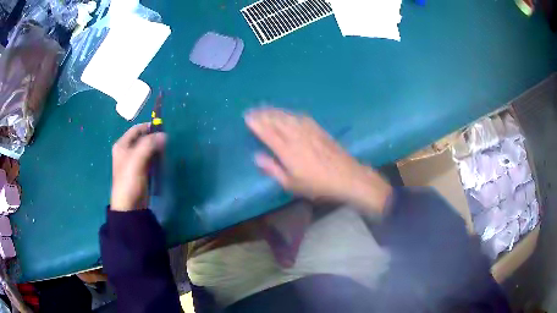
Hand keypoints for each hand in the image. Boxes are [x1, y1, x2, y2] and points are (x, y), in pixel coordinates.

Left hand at [110, 123, 165, 210]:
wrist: (129, 205)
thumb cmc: (129, 180)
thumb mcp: (137, 159)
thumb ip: (149, 144)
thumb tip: (163, 135)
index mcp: (122, 145)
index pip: (136, 129)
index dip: (149, 127)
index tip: (163, 129)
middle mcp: (127, 151)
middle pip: (142, 138)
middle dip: (154, 138)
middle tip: (166, 142)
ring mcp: (133, 162)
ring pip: (147, 149)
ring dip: (156, 149)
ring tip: (166, 150)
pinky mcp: (140, 171)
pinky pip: (149, 159)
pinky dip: (156, 158)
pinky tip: (162, 160)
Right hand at [245, 108, 391, 211]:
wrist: (346, 176)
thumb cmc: (317, 185)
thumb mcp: (291, 184)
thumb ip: (273, 169)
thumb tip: (257, 156)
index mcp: (287, 150)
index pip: (267, 132)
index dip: (256, 124)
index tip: (247, 117)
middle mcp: (296, 136)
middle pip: (276, 121)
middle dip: (263, 114)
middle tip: (253, 111)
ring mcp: (309, 131)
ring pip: (288, 117)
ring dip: (275, 112)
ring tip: (265, 109)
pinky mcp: (319, 129)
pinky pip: (301, 117)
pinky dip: (290, 113)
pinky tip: (287, 113)